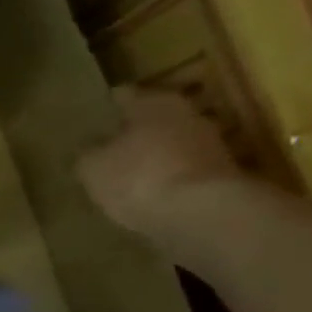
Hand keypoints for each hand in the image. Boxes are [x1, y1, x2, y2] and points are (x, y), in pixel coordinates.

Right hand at [77, 87, 247, 242]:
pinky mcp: (224, 177)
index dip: (107, 107)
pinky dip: (172, 180)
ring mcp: (212, 145)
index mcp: (154, 102)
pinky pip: (187, 172)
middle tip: (111, 147)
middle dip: (136, 132)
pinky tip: (153, 197)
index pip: (124, 95)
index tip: (94, 117)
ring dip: (157, 157)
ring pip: (174, 145)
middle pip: (155, 119)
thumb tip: (88, 149)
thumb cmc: (139, 178)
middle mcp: (187, 114)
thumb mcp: (93, 168)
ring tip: (131, 176)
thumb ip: (88, 154)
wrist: (204, 216)